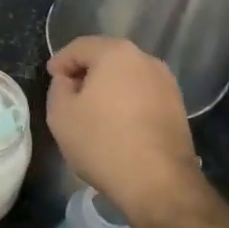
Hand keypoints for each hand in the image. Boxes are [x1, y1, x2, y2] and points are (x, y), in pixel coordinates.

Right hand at [46, 37, 199, 212]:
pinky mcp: (178, 107)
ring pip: (128, 76)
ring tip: (93, 110)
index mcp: (116, 54)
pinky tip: (117, 123)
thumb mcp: (61, 114)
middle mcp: (146, 60)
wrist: (157, 181)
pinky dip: (127, 102)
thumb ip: (59, 88)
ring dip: (109, 87)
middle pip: (108, 58)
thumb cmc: (102, 142)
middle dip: (86, 71)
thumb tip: (69, 81)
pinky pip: (143, 95)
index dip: (61, 60)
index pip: (81, 47)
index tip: (51, 77)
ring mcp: (166, 83)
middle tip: (69, 91)